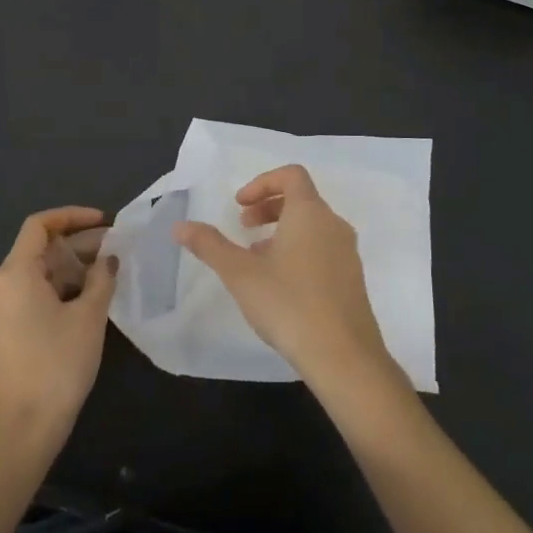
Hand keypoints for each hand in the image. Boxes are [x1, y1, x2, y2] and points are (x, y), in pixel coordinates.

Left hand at [0, 207, 116, 449]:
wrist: (23, 430)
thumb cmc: (57, 365)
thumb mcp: (89, 316)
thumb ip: (101, 278)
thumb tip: (109, 259)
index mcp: (15, 273)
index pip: (40, 225)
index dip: (72, 216)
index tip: (104, 221)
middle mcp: (2, 286)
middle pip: (40, 249)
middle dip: (79, 244)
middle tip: (116, 250)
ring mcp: (1, 311)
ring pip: (39, 274)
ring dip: (72, 268)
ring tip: (108, 274)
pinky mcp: (6, 333)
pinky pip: (34, 296)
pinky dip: (61, 289)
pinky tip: (88, 301)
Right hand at [174, 165, 400, 396]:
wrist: (344, 357)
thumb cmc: (289, 304)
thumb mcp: (240, 274)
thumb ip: (210, 245)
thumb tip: (180, 226)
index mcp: (310, 213)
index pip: (292, 175)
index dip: (262, 183)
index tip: (239, 206)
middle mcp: (334, 225)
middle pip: (301, 199)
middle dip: (268, 207)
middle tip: (243, 227)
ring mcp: (347, 253)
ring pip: (312, 226)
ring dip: (282, 231)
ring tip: (256, 259)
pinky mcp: (352, 279)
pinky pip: (323, 249)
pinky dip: (299, 251)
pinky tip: (280, 285)